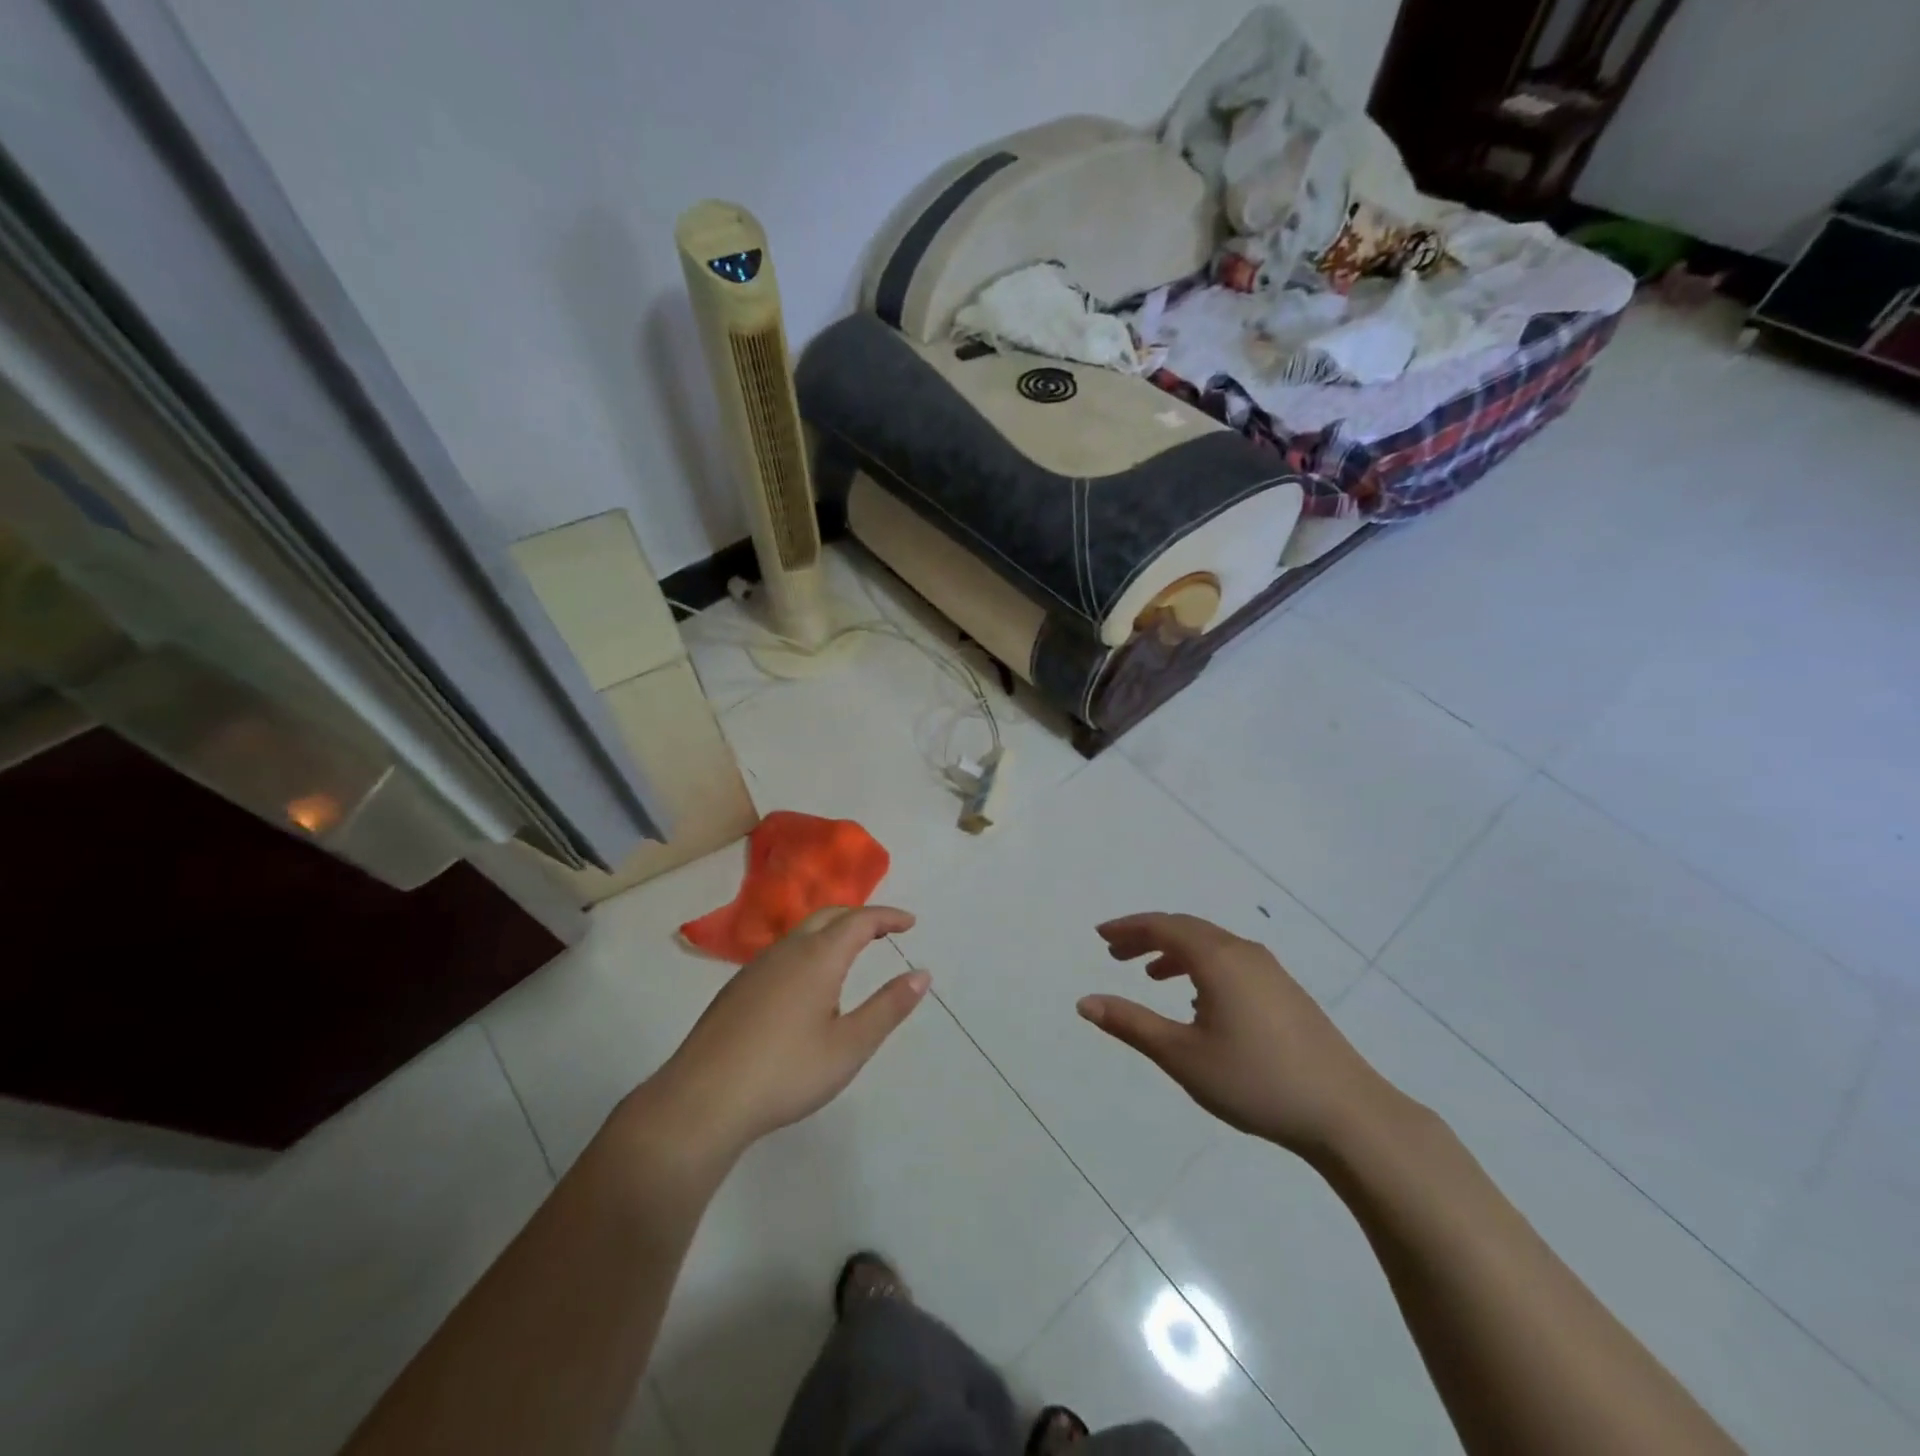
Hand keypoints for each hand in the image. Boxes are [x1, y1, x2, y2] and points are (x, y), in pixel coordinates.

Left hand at [634, 907, 929, 1159]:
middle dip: (860, 917)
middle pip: (829, 916)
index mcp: (818, 957)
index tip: (911, 923)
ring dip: (832, 931)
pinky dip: (809, 948)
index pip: (860, 921)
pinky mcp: (737, 988)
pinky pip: (783, 952)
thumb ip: (888, 1007)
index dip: (888, 917)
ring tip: (851, 951)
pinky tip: (808, 982)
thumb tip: (922, 974)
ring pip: (801, 932)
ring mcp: (756, 968)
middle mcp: (787, 951)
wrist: (702, 1100)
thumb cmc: (786, 1072)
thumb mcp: (849, 1046)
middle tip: (884, 931)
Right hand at [1077, 912, 1396, 1158]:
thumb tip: (1084, 1002)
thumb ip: (1131, 1024)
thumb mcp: (1182, 1056)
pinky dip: (1203, 966)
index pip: (1163, 926)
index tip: (1101, 936)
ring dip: (1176, 952)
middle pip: (1187, 929)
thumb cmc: (1256, 1081)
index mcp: (1217, 958)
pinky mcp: (1287, 992)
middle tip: (1116, 953)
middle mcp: (1244, 952)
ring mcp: (1271, 971)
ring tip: (1151, 975)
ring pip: (1212, 945)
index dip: (1128, 928)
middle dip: (1148, 937)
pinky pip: (1232, 962)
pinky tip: (1200, 1000)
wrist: (1347, 1113)